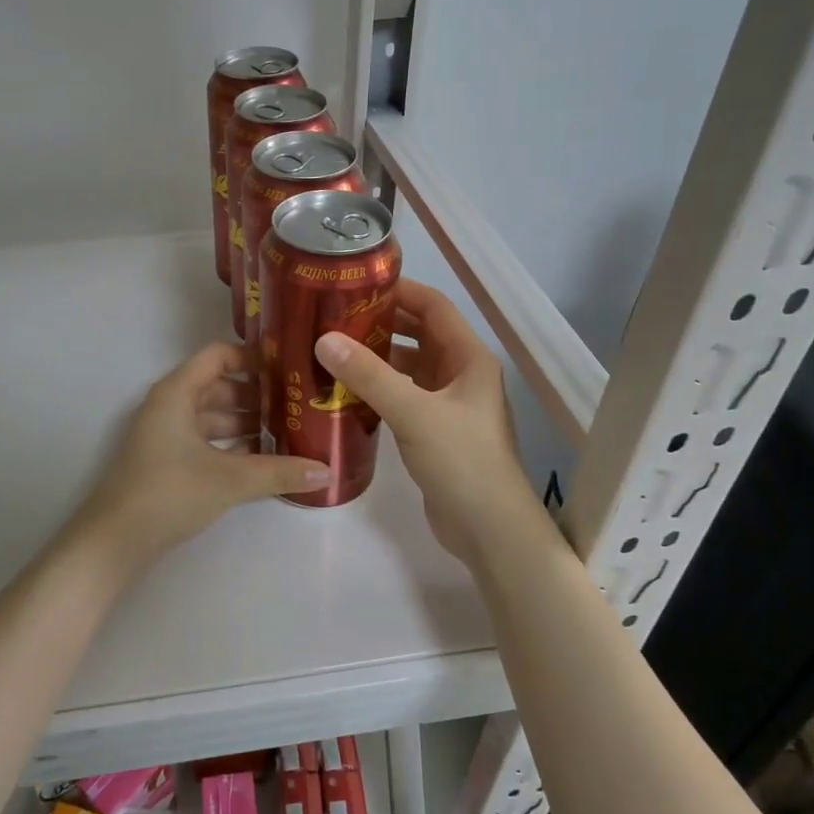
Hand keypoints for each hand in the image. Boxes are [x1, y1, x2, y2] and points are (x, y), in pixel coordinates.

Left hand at [76, 342, 330, 564]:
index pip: (218, 356)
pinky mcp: (165, 461)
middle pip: (218, 386)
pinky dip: (230, 444)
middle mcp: (169, 406)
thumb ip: (279, 472)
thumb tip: (327, 471)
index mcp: (176, 393)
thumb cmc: (168, 493)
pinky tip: (260, 460)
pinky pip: (204, 440)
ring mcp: (165, 435)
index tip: (288, 367)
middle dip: (256, 394)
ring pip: (211, 416)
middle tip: (296, 403)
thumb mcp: (229, 480)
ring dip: (245, 422)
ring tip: (287, 432)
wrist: (113, 542)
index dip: (252, 357)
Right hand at [317, 280, 545, 564]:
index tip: (356, 284)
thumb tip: (324, 340)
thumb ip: (369, 375)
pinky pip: (403, 397)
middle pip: (419, 334)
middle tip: (335, 317)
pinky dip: (378, 389)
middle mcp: (461, 374)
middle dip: (381, 323)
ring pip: (409, 368)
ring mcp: (449, 405)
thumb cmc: (462, 461)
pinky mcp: (435, 431)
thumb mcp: (414, 412)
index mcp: (468, 358)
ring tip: (333, 351)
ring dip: (377, 358)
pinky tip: (346, 392)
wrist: (489, 529)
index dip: (399, 290)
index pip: (433, 307)